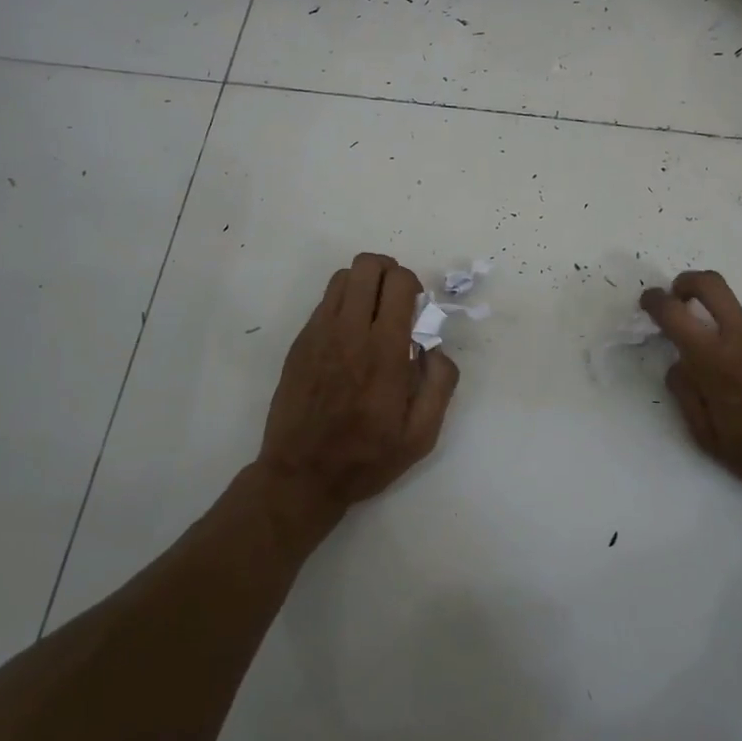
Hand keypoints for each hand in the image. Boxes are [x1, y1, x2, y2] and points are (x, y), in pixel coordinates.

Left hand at [256, 254, 458, 532]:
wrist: (302, 475)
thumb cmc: (367, 457)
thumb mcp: (422, 435)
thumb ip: (440, 383)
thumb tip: (435, 346)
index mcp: (384, 350)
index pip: (398, 282)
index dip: (413, 284)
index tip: (416, 310)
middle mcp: (349, 332)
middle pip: (367, 265)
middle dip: (389, 272)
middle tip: (396, 302)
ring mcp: (319, 334)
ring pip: (342, 276)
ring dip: (364, 284)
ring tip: (372, 313)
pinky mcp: (301, 342)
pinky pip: (324, 301)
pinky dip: (342, 303)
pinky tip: (348, 335)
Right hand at [641, 271, 741, 520]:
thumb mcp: (710, 439)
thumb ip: (686, 394)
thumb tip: (680, 364)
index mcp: (715, 361)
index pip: (673, 312)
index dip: (655, 300)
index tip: (651, 301)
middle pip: (710, 283)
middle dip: (688, 283)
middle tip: (683, 299)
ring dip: (737, 341)